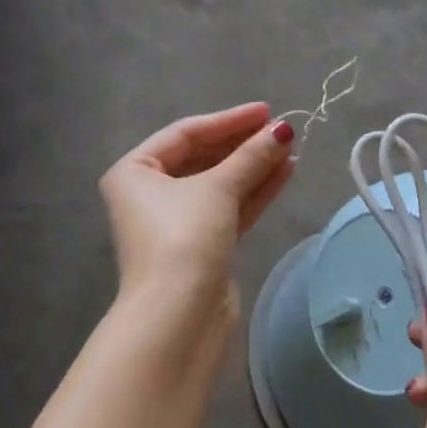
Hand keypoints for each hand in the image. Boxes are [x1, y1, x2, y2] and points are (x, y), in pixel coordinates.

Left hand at [99, 103, 296, 316]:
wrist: (178, 316)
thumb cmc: (184, 238)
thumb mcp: (217, 189)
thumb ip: (251, 157)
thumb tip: (282, 130)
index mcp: (135, 171)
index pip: (185, 133)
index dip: (228, 120)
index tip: (266, 111)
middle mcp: (150, 193)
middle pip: (203, 158)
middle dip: (243, 145)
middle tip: (282, 131)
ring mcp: (175, 222)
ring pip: (219, 184)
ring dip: (254, 167)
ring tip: (291, 150)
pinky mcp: (200, 246)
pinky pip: (228, 208)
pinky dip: (253, 192)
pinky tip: (284, 174)